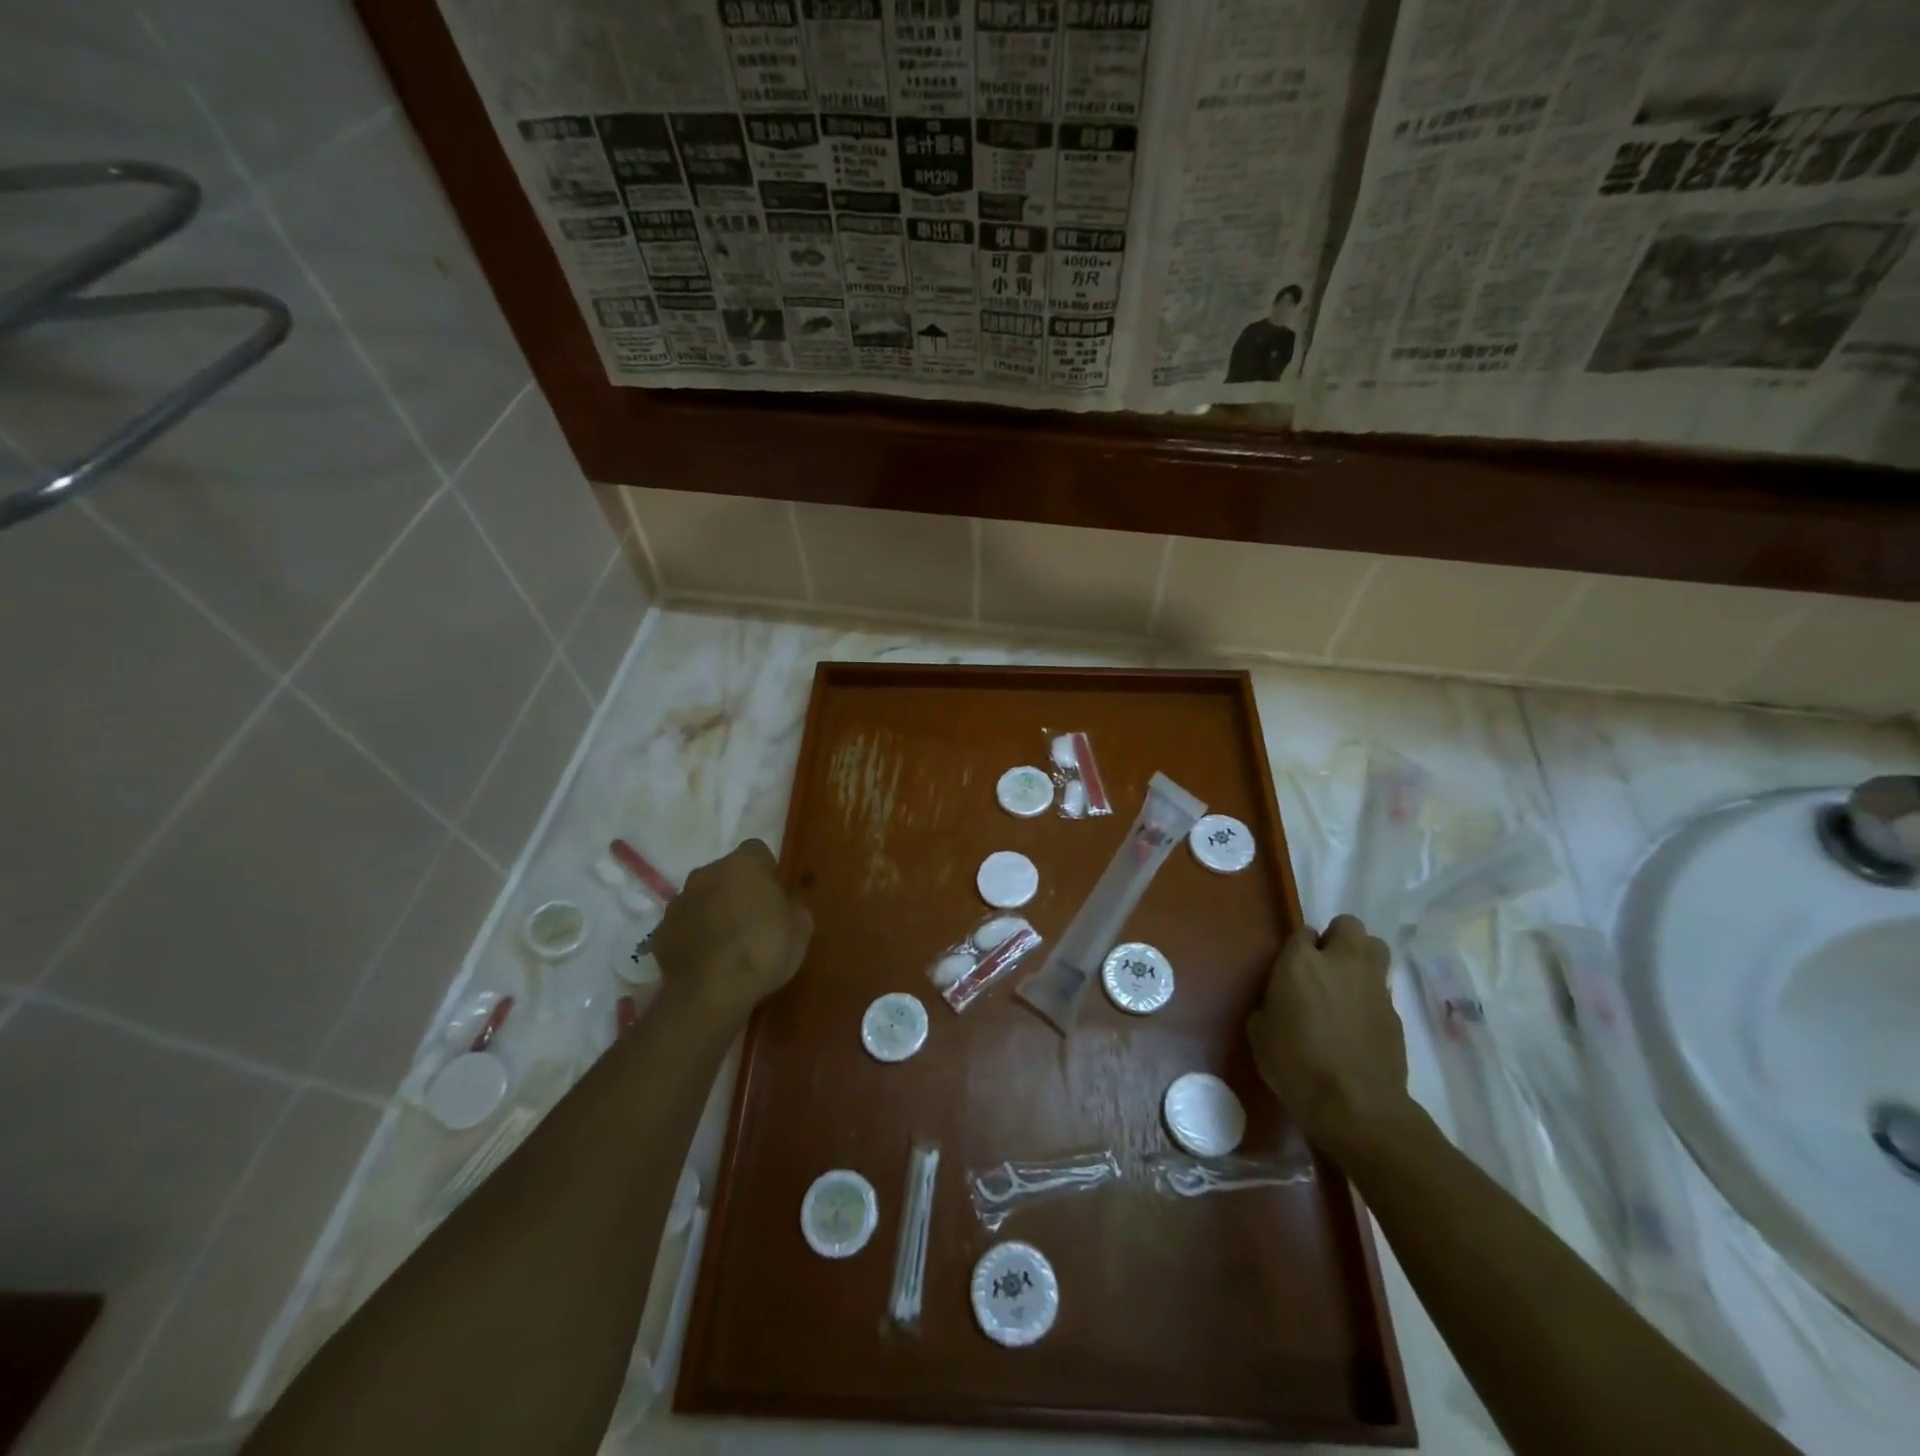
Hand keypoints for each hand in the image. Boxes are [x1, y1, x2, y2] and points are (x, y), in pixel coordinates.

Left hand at [652, 840, 812, 1021]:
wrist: (711, 993)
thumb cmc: (764, 950)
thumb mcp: (801, 928)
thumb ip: (792, 907)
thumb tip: (783, 905)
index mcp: (743, 865)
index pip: (757, 851)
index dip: (766, 871)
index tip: (774, 894)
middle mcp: (706, 874)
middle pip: (724, 873)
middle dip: (736, 889)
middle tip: (752, 918)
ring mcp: (678, 902)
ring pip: (700, 897)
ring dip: (712, 911)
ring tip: (727, 943)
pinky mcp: (659, 932)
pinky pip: (682, 926)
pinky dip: (692, 936)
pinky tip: (705, 959)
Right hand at [1246, 916, 1413, 1157]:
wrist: (1355, 1106)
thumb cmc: (1295, 1065)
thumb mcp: (1260, 1032)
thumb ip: (1269, 1004)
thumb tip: (1277, 1003)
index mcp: (1301, 962)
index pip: (1303, 931)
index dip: (1298, 947)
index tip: (1291, 967)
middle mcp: (1341, 962)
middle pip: (1349, 925)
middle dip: (1338, 937)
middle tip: (1324, 965)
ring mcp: (1374, 986)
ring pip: (1376, 948)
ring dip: (1361, 958)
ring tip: (1346, 985)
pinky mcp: (1395, 1014)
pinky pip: (1382, 989)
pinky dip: (1371, 997)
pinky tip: (1358, 1023)